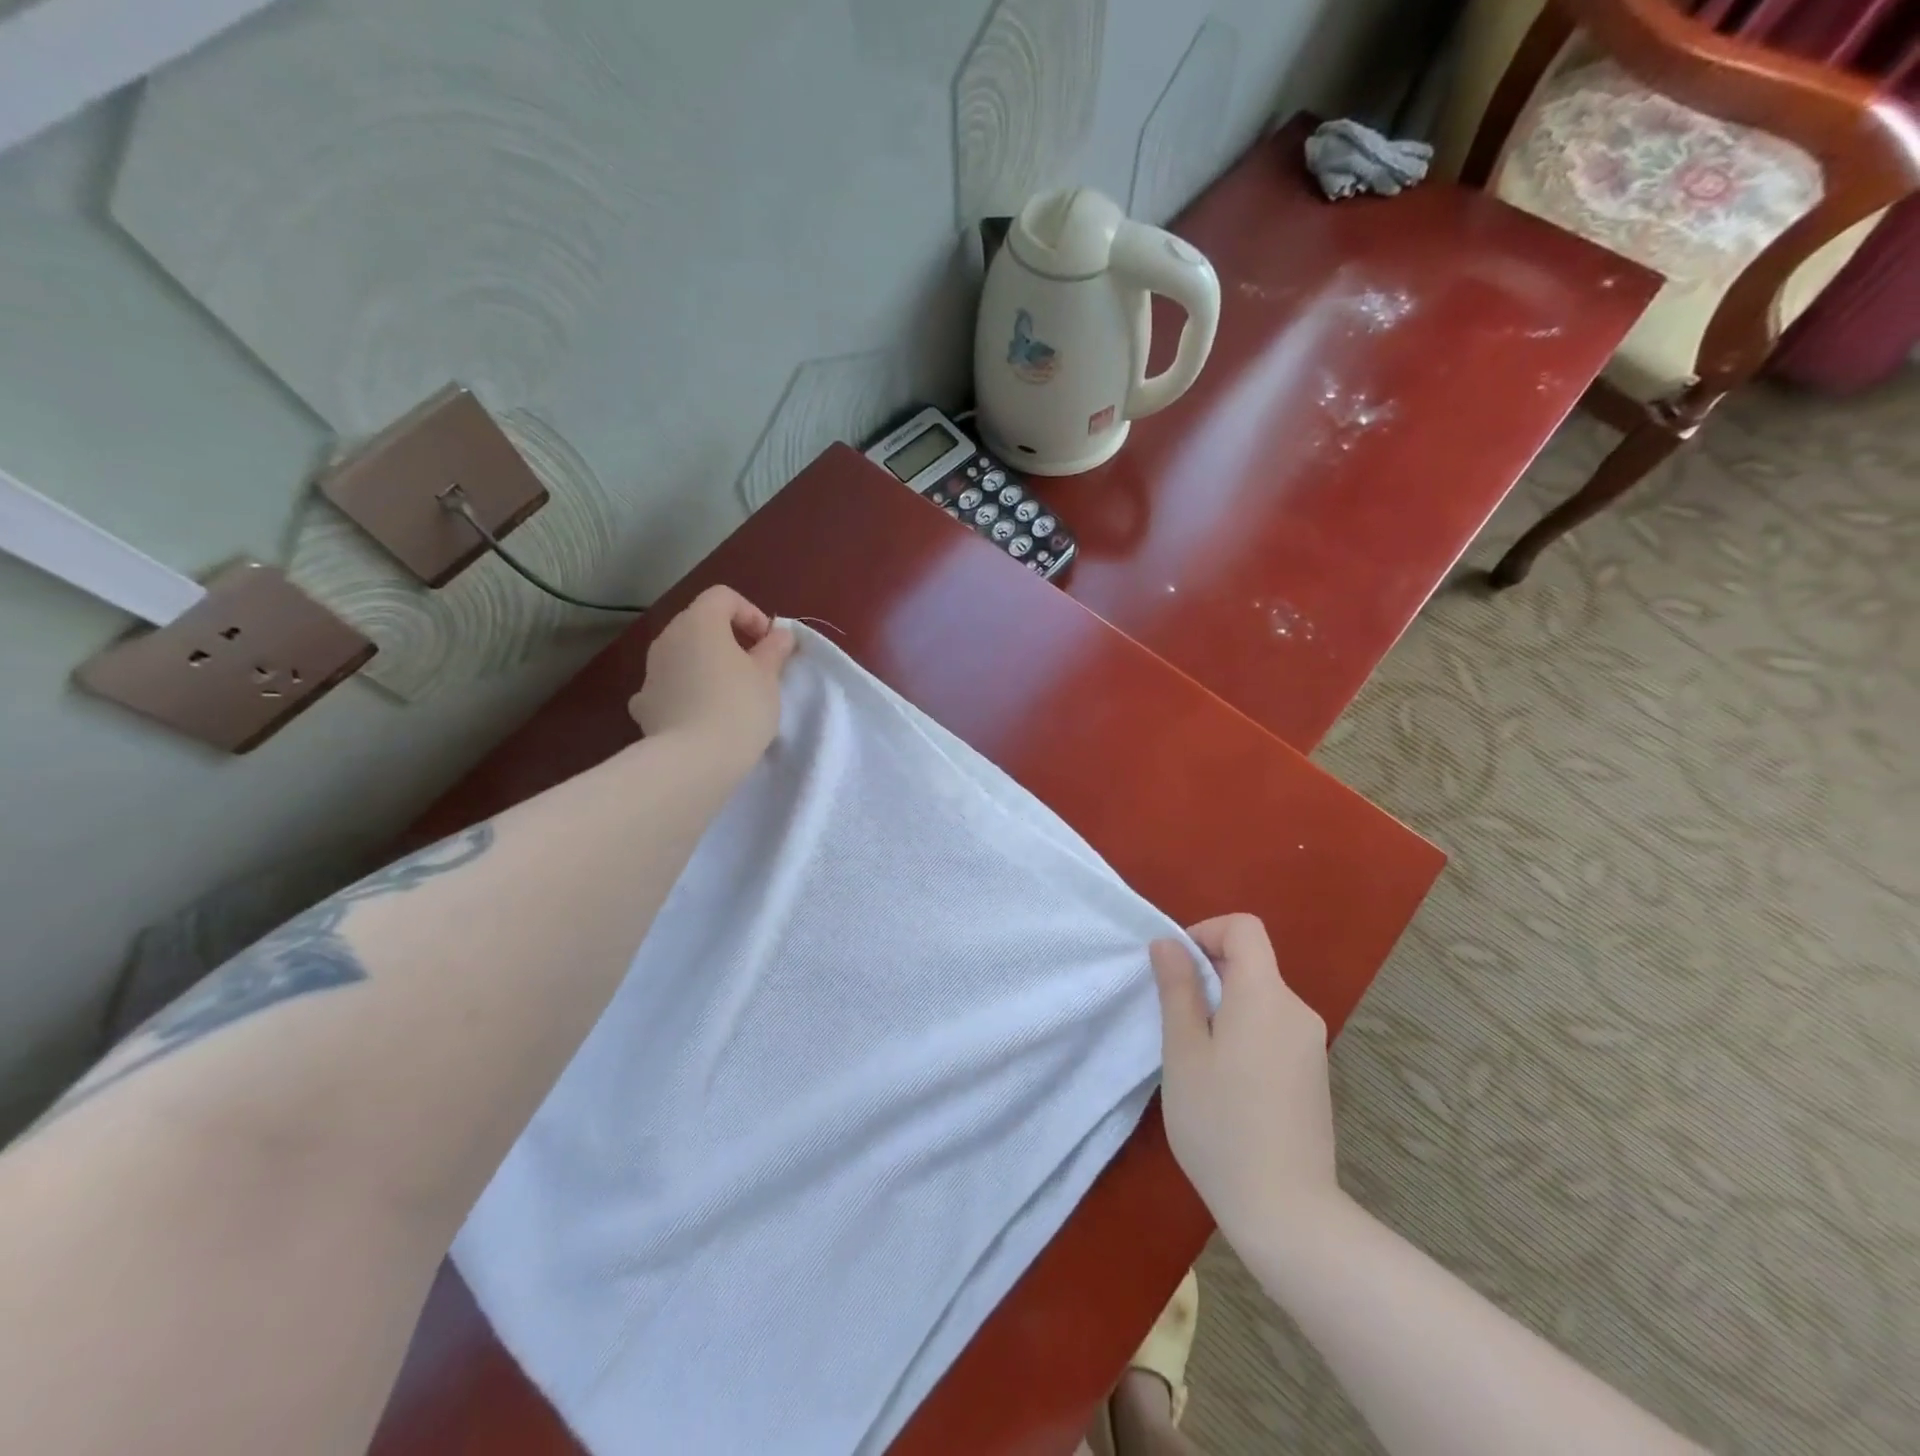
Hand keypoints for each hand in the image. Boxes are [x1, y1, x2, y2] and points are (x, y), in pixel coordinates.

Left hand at [630, 586, 794, 771]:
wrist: (694, 761)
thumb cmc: (739, 708)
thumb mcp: (768, 677)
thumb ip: (774, 650)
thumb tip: (779, 634)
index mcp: (698, 622)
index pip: (723, 597)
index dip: (751, 613)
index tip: (768, 644)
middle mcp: (667, 638)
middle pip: (699, 624)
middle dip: (728, 639)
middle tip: (754, 668)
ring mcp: (650, 672)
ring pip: (682, 655)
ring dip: (705, 665)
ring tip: (729, 695)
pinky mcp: (643, 704)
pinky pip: (667, 686)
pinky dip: (683, 692)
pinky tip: (697, 714)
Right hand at [1150, 914, 1337, 1243]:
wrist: (1287, 1211)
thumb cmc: (1221, 1125)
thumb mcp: (1183, 1052)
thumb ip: (1178, 989)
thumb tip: (1168, 943)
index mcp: (1265, 995)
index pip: (1244, 928)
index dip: (1206, 932)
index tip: (1177, 969)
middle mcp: (1297, 1010)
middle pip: (1251, 962)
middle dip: (1208, 974)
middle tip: (1176, 1021)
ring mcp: (1310, 1044)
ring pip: (1259, 997)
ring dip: (1223, 1006)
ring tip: (1197, 1057)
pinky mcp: (1312, 1073)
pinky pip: (1272, 1027)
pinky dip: (1243, 1031)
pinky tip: (1226, 1082)